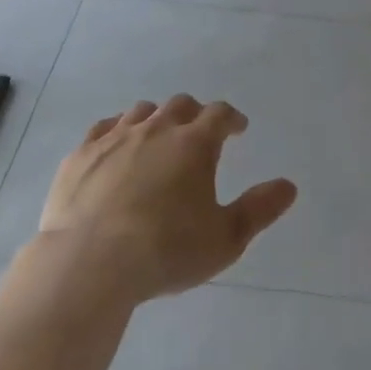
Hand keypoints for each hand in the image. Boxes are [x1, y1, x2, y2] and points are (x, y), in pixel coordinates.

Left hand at [33, 95, 296, 305]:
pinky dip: (116, 131)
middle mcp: (157, 129)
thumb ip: (259, 209)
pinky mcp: (81, 155)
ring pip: (142, 112)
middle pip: (180, 105)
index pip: (220, 114)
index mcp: (195, 143)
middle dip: (194, 114)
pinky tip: (116, 147)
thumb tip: (289, 186)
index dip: (232, 119)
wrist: (89, 264)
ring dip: (156, 118)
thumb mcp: (225, 238)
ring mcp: (115, 138)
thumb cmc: (166, 251)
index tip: (238, 128)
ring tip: (158, 137)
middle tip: (199, 133)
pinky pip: (103, 128)